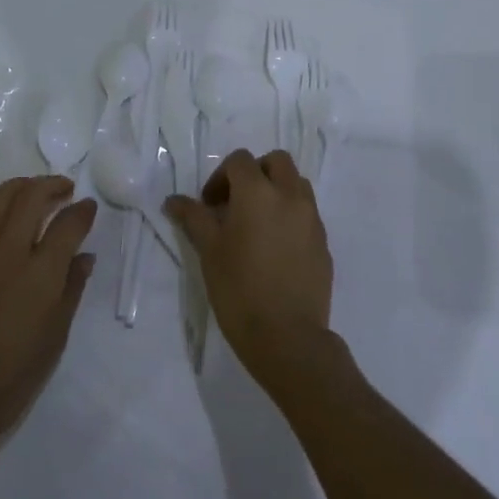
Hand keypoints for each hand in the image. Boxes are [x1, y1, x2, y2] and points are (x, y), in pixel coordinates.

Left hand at [0, 176, 96, 456]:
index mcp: (40, 272)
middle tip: (65, 189)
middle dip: (52, 185)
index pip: (67, 223)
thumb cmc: (15, 372)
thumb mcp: (56, 334)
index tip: (89, 207)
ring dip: (22, 188)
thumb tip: (84, 256)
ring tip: (36, 193)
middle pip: (31, 196)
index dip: (82, 210)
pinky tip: (6, 220)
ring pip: (0, 198)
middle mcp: (8, 251)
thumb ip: (72, 287)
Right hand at [166, 149, 335, 392]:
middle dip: (255, 173)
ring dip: (276, 191)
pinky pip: (307, 214)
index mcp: (258, 193)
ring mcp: (312, 219)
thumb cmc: (239, 289)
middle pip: (277, 162)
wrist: (287, 336)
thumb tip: (174, 200)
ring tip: (257, 223)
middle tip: (235, 203)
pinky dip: (290, 216)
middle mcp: (290, 197)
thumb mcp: (209, 251)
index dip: (220, 176)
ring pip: (297, 185)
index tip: (209, 205)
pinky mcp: (324, 243)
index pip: (240, 161)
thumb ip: (193, 218)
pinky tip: (274, 248)